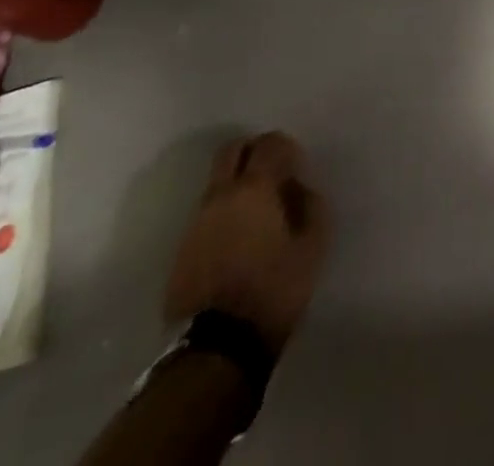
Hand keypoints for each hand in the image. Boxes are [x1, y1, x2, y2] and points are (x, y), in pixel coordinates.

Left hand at [164, 132, 328, 353]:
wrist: (215, 349)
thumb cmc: (272, 290)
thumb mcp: (312, 246)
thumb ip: (311, 206)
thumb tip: (300, 189)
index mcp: (254, 189)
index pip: (268, 144)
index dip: (286, 147)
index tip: (297, 166)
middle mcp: (220, 196)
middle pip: (232, 151)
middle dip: (254, 152)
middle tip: (274, 172)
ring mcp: (196, 224)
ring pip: (216, 183)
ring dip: (237, 184)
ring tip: (258, 212)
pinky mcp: (181, 252)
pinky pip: (206, 215)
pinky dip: (224, 213)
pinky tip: (239, 239)